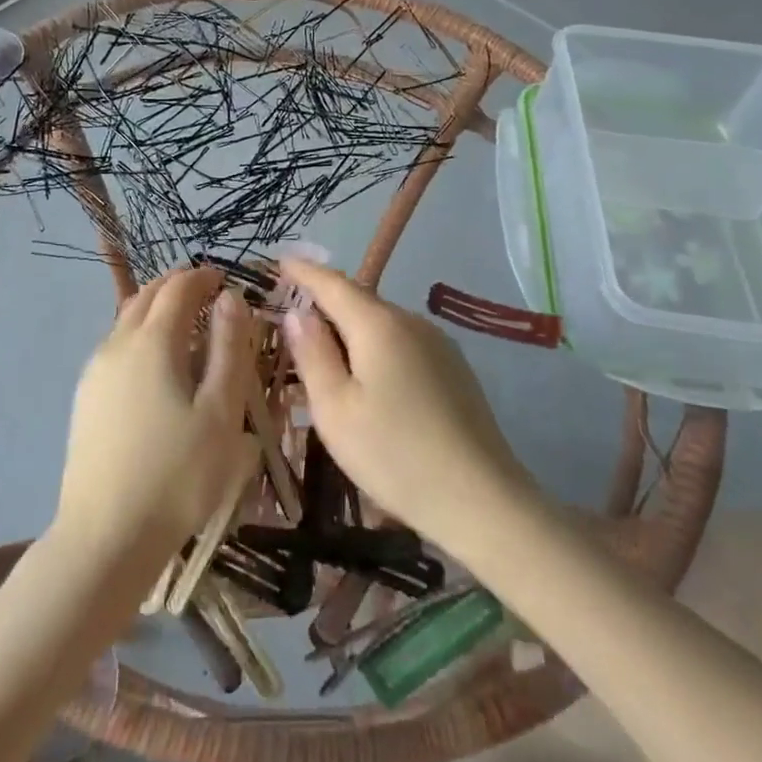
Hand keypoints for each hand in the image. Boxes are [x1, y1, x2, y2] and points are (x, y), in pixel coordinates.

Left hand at [53, 266, 257, 574]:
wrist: (105, 536)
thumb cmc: (177, 474)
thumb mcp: (221, 412)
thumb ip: (230, 349)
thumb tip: (231, 299)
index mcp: (152, 341)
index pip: (178, 287)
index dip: (203, 276)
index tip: (226, 279)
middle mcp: (117, 344)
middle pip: (146, 296)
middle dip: (177, 286)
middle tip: (208, 294)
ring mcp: (95, 371)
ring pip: (126, 320)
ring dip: (156, 310)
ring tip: (187, 326)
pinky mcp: (86, 398)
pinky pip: (117, 347)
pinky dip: (141, 335)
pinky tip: (157, 366)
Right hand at [280, 259, 534, 552]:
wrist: (481, 501)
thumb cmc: (394, 455)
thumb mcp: (335, 410)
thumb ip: (313, 354)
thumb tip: (298, 313)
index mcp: (379, 324)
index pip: (332, 283)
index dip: (303, 271)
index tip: (280, 261)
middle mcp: (412, 322)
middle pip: (359, 301)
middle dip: (324, 303)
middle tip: (291, 317)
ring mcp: (439, 345)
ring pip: (383, 324)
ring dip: (351, 330)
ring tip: (324, 353)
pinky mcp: (454, 369)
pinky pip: (403, 343)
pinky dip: (376, 348)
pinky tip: (368, 379)